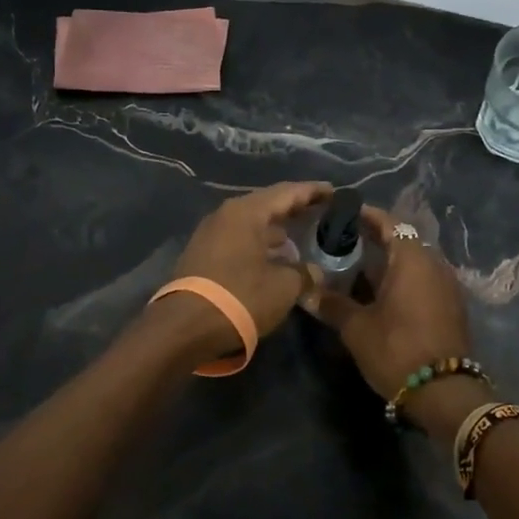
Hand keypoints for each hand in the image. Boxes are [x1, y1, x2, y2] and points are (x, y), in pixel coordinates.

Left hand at [159, 181, 331, 363]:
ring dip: (276, 229)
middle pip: (267, 204)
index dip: (313, 191)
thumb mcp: (284, 287)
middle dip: (294, 208)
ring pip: (252, 224)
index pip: (287, 192)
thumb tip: (314, 271)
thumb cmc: (240, 297)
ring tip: (300, 237)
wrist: (184, 327)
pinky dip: (260, 243)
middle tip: (320, 211)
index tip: (334, 191)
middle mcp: (225, 215)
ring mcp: (210, 234)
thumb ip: (305, 273)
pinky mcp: (203, 255)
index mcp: (246, 212)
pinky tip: (275, 258)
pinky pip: (239, 240)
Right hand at [302, 205, 482, 437]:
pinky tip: (379, 294)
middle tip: (342, 243)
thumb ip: (331, 303)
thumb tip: (304, 290)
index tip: (341, 214)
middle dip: (373, 240)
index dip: (364, 216)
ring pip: (412, 262)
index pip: (388, 223)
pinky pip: (423, 280)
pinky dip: (401, 279)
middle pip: (401, 241)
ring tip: (355, 269)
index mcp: (412, 258)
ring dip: (387, 262)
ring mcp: (447, 285)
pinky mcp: (451, 306)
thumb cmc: (397, 349)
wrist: (445, 393)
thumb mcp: (356, 327)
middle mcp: (434, 264)